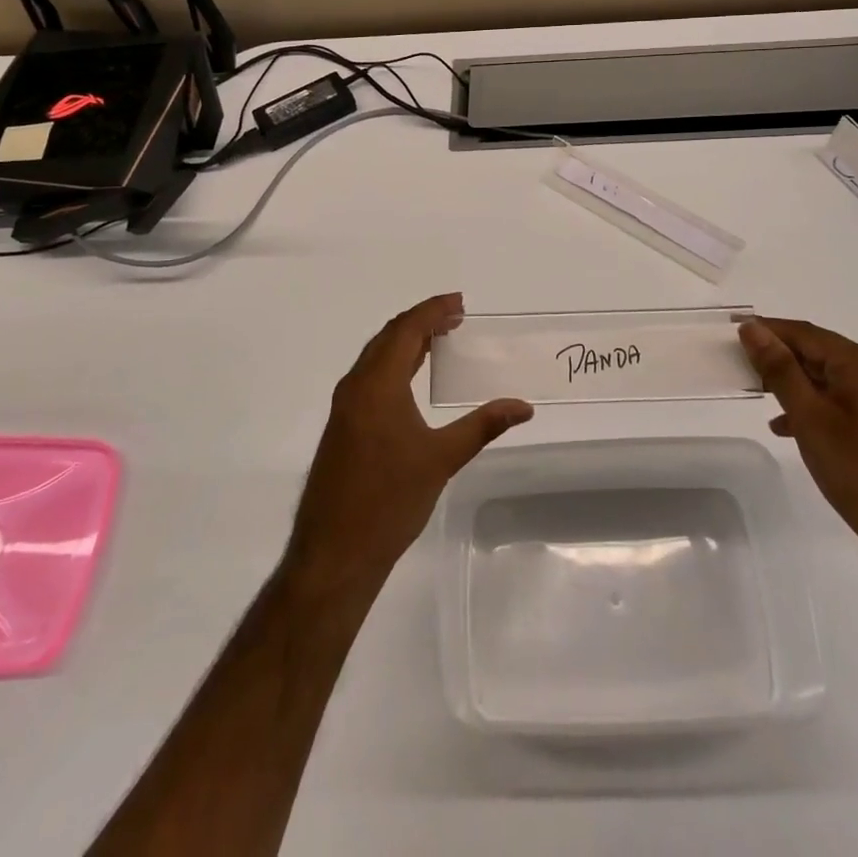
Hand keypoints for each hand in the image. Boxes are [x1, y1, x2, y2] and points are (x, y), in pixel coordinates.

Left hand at [286, 293, 533, 596]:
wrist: (334, 554)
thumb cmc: (389, 501)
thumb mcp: (442, 460)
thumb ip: (483, 426)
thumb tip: (524, 406)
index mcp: (377, 384)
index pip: (406, 330)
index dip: (433, 310)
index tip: (460, 303)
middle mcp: (355, 386)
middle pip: (388, 337)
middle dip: (422, 321)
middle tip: (455, 318)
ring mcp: (344, 407)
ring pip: (376, 357)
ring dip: (406, 342)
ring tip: (439, 340)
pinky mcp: (342, 426)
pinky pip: (369, 376)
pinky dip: (394, 364)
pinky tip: (412, 378)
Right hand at [738, 317, 857, 567]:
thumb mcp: (810, 417)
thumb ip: (780, 369)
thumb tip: (752, 328)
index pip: (804, 332)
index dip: (766, 330)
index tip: (731, 333)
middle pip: (816, 351)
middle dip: (777, 356)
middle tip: (738, 364)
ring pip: (824, 376)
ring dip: (790, 382)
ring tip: (756, 393)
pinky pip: (837, 399)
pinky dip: (810, 405)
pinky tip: (785, 426)